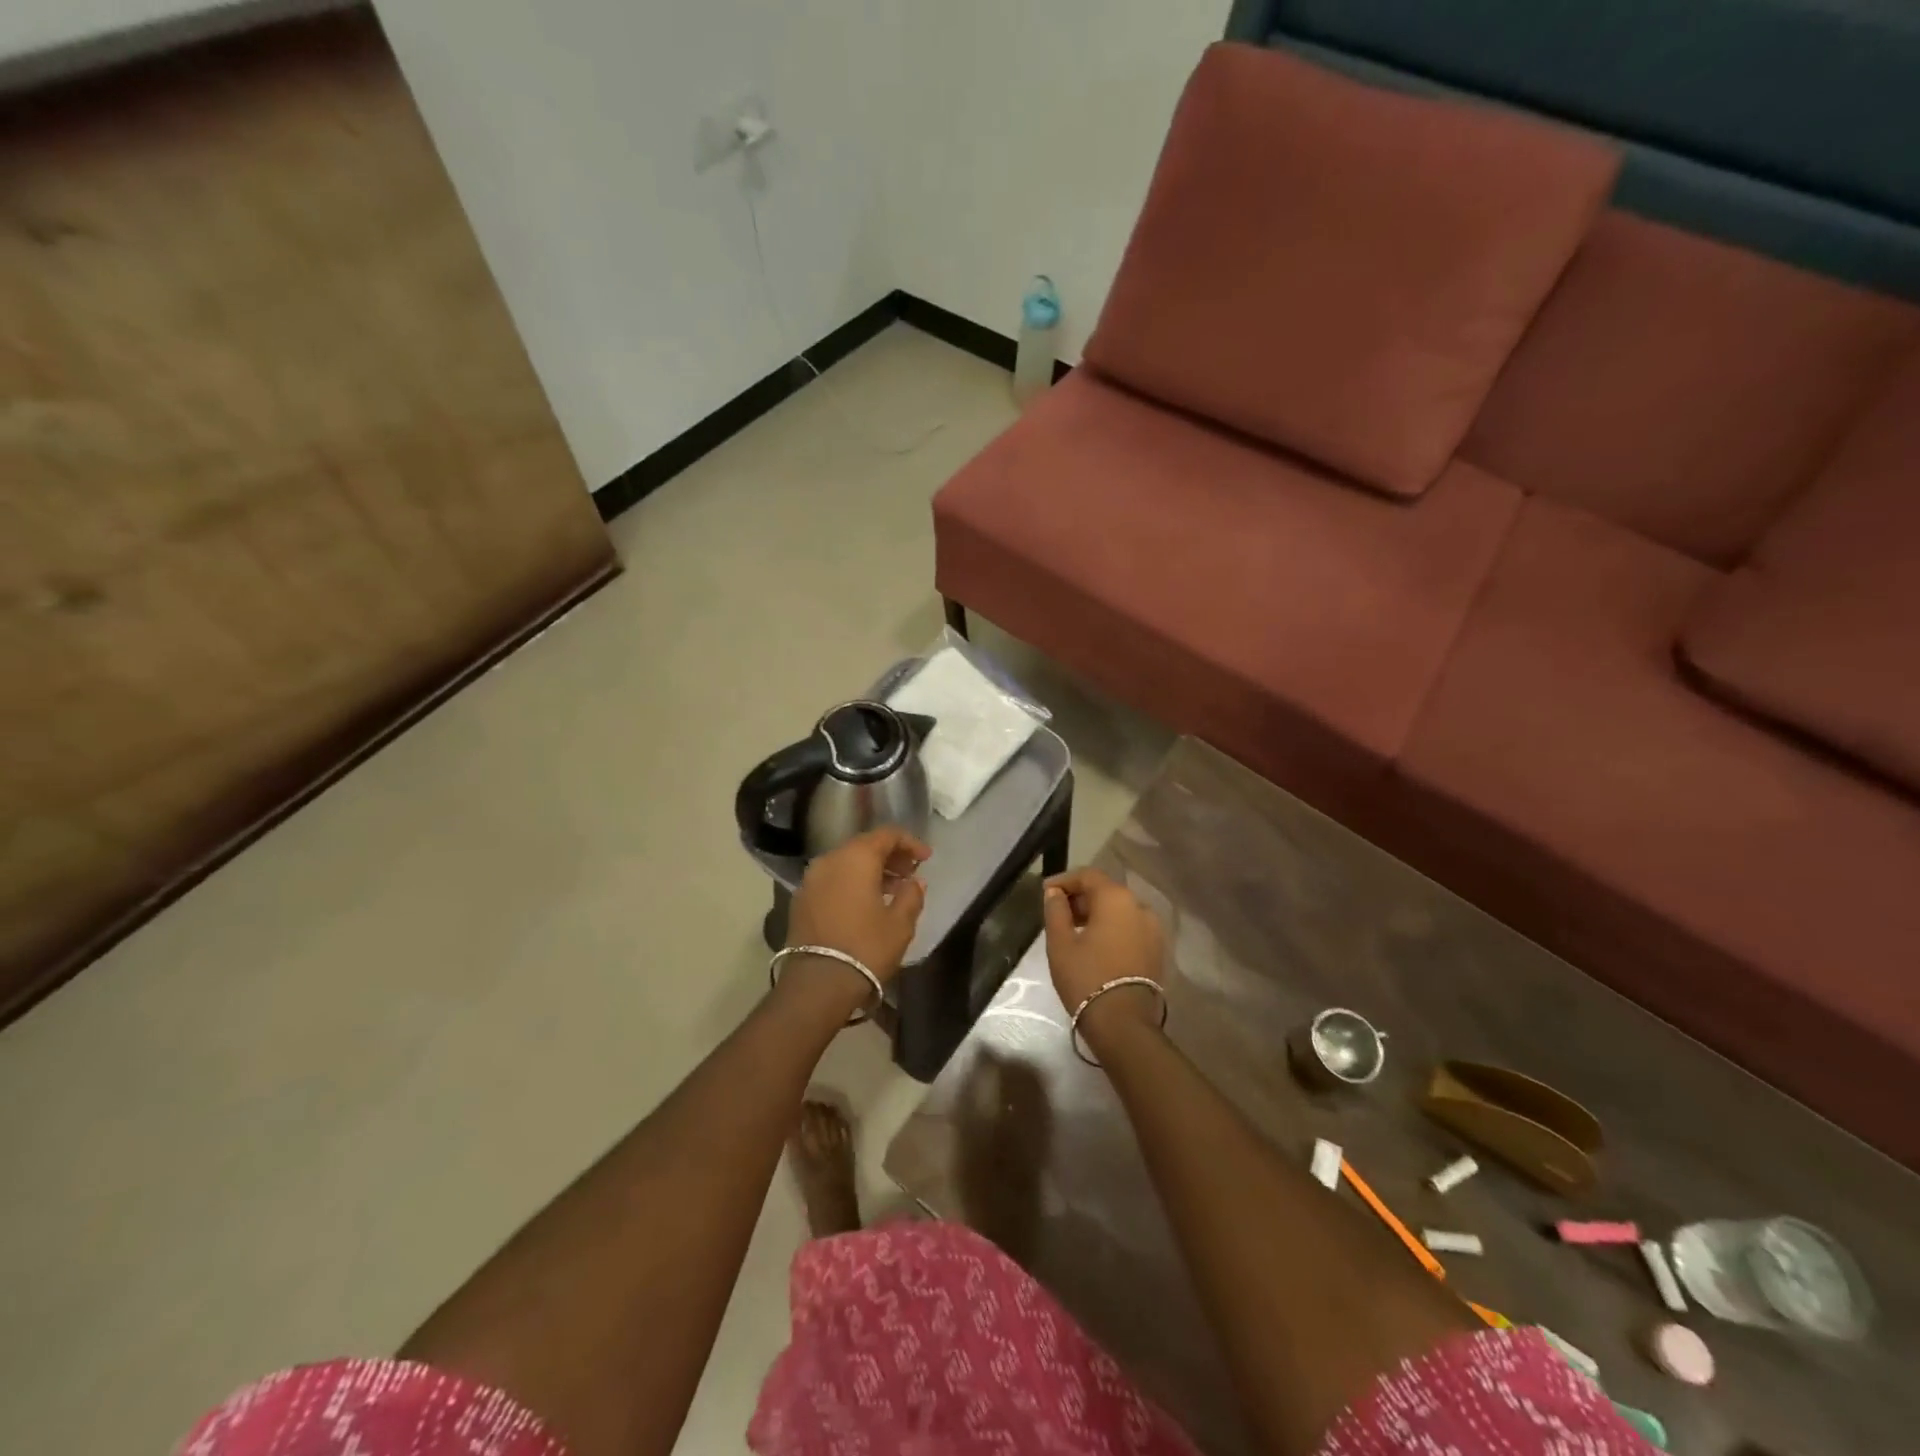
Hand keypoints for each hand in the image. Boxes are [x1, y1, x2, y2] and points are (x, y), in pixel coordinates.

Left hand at [786, 827, 930, 986]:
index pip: (886, 834)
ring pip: (846, 863)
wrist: (817, 984)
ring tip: (892, 889)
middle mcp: (829, 860)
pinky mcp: (801, 900)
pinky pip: (832, 879)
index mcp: (856, 858)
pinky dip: (851, 883)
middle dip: (890, 856)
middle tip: (910, 873)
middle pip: (864, 846)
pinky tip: (866, 903)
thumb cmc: (866, 948)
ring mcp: (811, 880)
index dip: (910, 842)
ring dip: (870, 870)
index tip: (926, 858)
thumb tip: (914, 882)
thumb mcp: (900, 924)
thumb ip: (911, 895)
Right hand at [1042, 868, 1165, 1036]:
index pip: (1088, 875)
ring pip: (1120, 910)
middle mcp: (1140, 906)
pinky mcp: (1157, 950)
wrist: (1123, 1023)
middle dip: (1081, 897)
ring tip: (1074, 930)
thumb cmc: (1086, 977)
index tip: (1045, 892)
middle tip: (1057, 912)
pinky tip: (1095, 944)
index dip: (1064, 880)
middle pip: (1106, 891)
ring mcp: (1153, 929)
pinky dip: (1112, 928)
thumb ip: (1056, 910)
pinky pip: (1130, 928)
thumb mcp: (1060, 943)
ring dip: (1097, 913)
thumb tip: (1054, 893)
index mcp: (1116, 898)